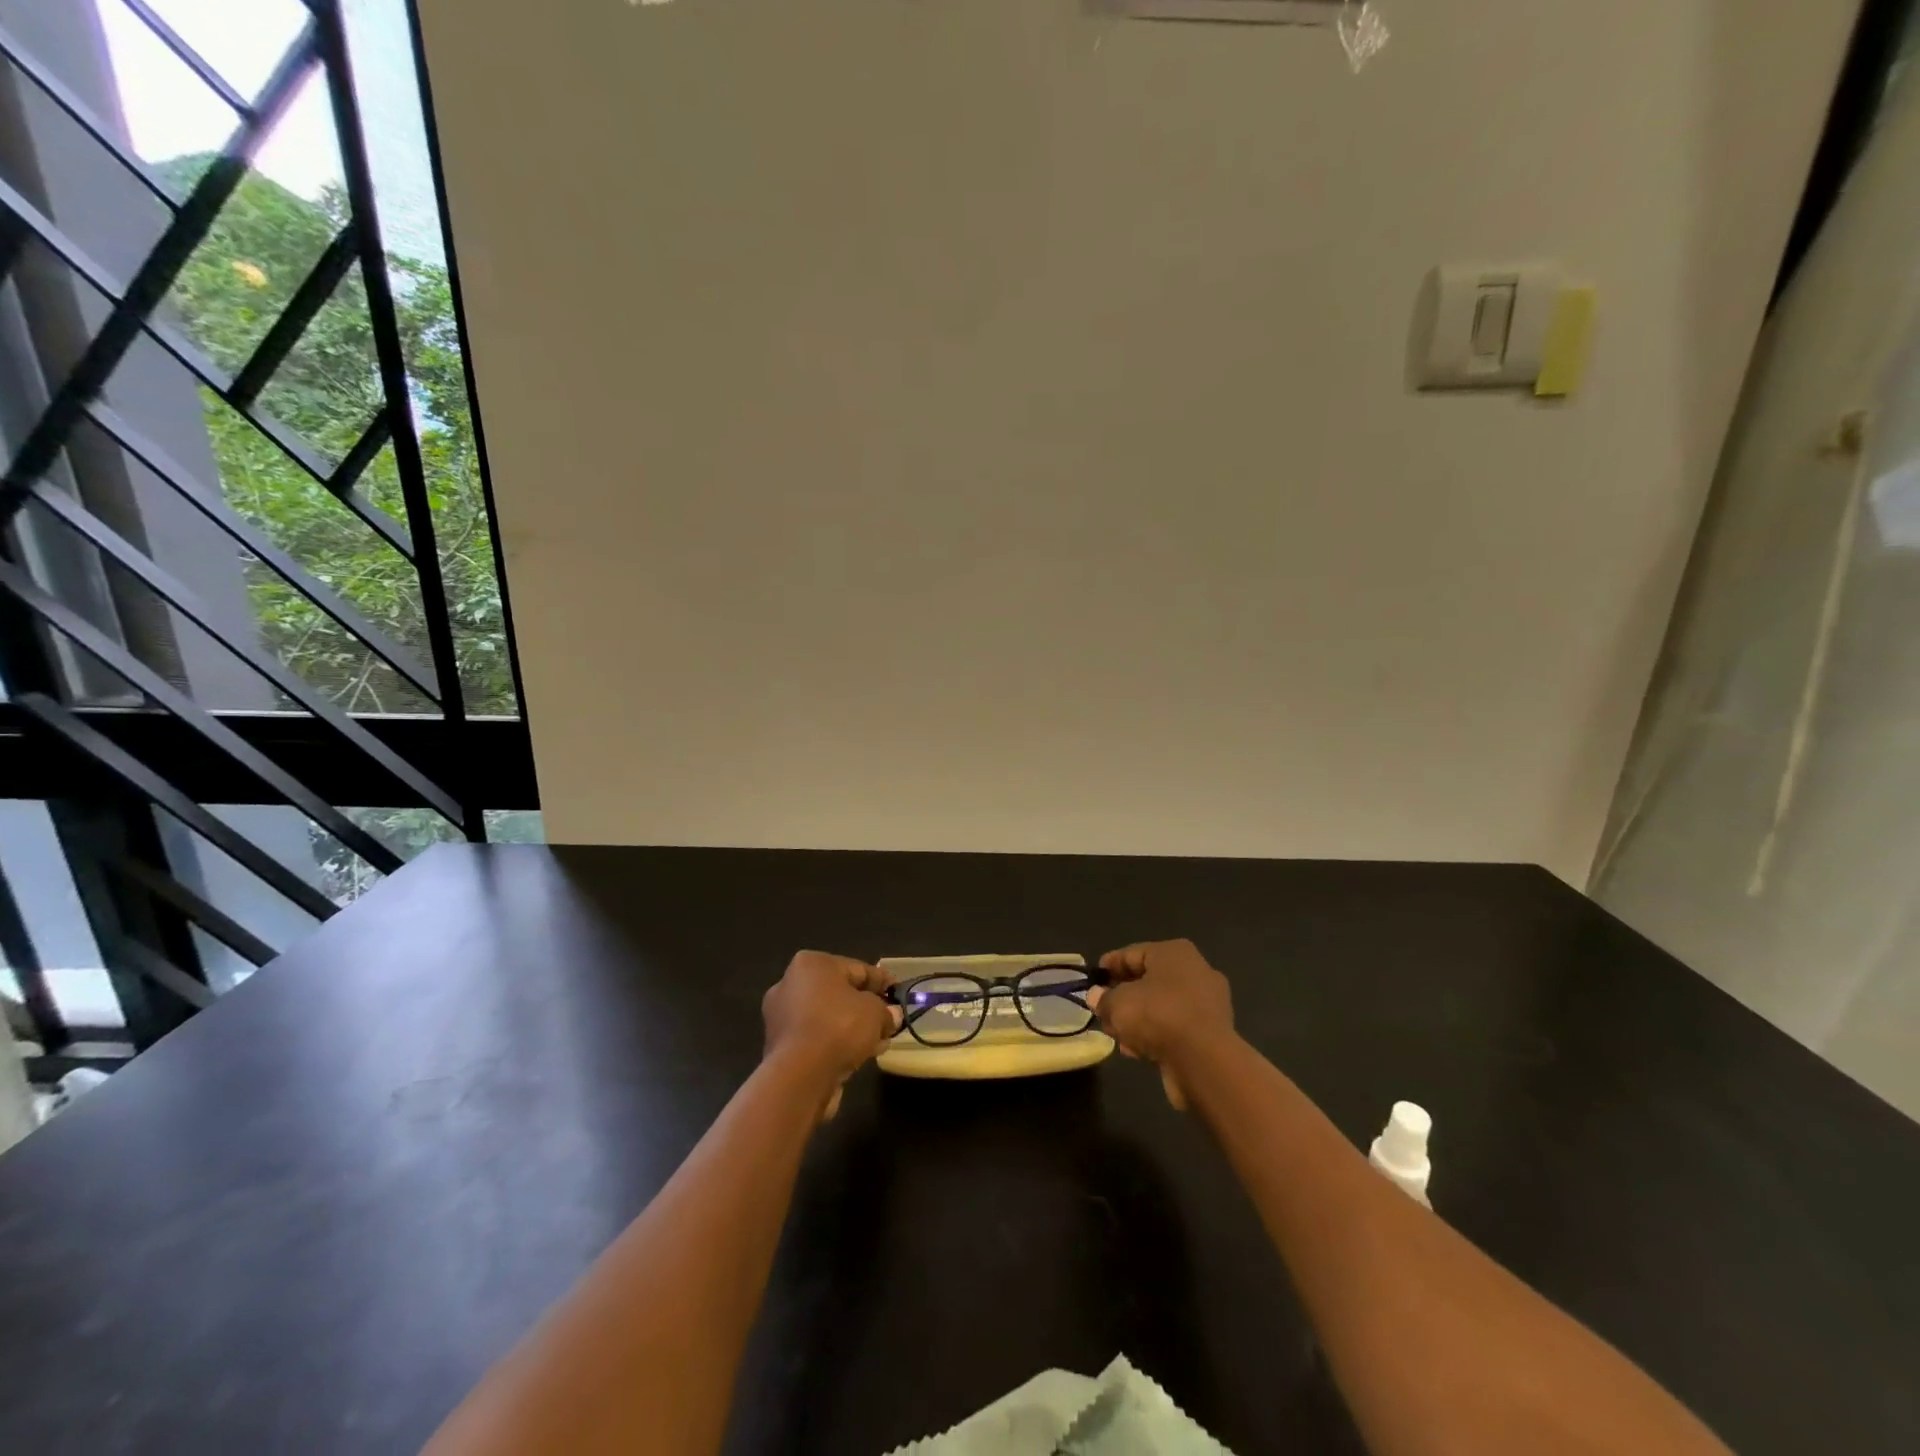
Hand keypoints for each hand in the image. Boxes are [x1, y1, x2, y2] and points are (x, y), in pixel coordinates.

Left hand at [761, 952, 900, 1120]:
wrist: (800, 1075)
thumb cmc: (839, 1027)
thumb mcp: (875, 1012)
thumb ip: (886, 1011)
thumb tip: (891, 1016)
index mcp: (811, 964)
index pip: (857, 968)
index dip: (881, 981)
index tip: (898, 992)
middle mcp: (791, 984)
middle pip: (840, 993)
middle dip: (866, 1007)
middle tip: (888, 1020)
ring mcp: (781, 1016)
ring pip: (828, 1018)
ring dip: (853, 1028)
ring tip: (878, 1042)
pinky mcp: (780, 1046)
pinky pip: (817, 1038)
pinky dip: (836, 1043)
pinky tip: (859, 1056)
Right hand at [1091, 940, 1235, 1106]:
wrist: (1204, 1061)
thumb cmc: (1158, 1016)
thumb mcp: (1118, 1004)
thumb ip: (1103, 999)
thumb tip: (1097, 997)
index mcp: (1174, 953)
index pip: (1132, 953)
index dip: (1109, 966)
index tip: (1092, 980)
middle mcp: (1196, 971)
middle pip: (1148, 980)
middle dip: (1123, 996)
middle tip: (1103, 1010)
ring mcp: (1208, 1003)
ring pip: (1162, 1007)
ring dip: (1138, 1020)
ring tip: (1117, 1035)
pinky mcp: (1212, 1033)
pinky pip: (1175, 1028)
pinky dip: (1156, 1035)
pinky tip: (1136, 1050)